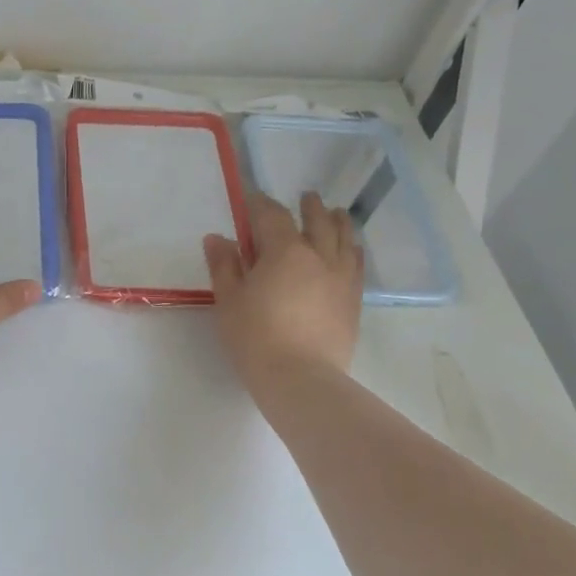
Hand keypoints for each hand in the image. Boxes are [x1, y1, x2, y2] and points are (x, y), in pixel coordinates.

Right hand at [204, 192, 363, 394]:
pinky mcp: (353, 300)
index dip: (260, 203)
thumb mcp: (229, 300)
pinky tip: (352, 250)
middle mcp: (319, 256)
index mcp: (285, 251)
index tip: (252, 197)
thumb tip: (217, 237)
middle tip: (306, 197)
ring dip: (338, 221)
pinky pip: (357, 264)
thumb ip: (224, 265)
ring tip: (336, 214)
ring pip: (345, 239)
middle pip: (317, 221)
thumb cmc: (255, 337)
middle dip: (309, 207)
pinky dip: (353, 249)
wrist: (300, 378)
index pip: (272, 216)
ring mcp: (341, 278)